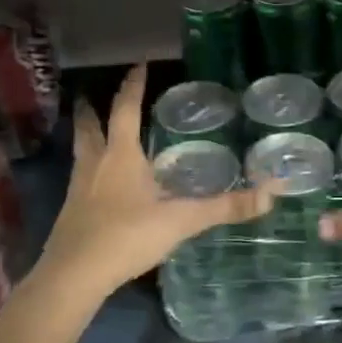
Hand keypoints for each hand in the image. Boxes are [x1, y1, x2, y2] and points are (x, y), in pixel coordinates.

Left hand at [30, 66, 272, 313]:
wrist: (73, 277)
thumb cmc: (126, 237)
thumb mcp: (181, 221)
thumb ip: (224, 207)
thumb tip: (270, 194)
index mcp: (121, 156)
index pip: (126, 110)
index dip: (133, 86)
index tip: (139, 65)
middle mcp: (96, 165)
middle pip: (90, 127)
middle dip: (92, 109)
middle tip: (92, 96)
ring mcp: (79, 189)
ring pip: (81, 152)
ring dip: (86, 136)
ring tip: (92, 130)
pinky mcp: (71, 213)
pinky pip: (80, 178)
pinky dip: (88, 169)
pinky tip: (98, 182)